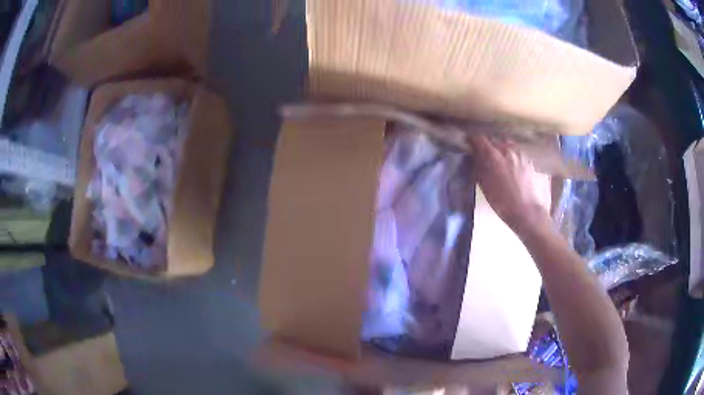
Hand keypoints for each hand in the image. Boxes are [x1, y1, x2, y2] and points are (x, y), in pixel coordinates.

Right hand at [470, 135, 551, 232]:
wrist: (527, 211)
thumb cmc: (502, 203)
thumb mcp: (485, 187)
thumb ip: (479, 168)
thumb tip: (476, 157)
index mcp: (494, 156)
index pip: (479, 139)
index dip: (473, 140)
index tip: (469, 144)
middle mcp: (507, 150)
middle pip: (495, 139)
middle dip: (488, 145)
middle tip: (485, 154)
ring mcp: (520, 154)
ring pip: (508, 144)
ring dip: (501, 148)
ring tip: (500, 158)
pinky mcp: (529, 161)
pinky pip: (517, 152)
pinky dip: (512, 155)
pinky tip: (512, 166)